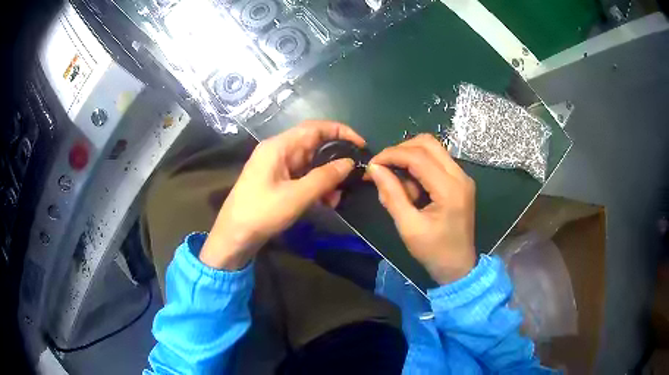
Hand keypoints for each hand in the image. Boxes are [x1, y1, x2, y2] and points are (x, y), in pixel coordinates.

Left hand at [199, 120, 365, 269]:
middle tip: (353, 174)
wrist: (234, 236)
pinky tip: (327, 202)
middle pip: (314, 144)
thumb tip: (349, 163)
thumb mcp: (297, 196)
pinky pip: (303, 176)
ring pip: (311, 163)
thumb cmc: (261, 213)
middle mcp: (279, 151)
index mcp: (279, 146)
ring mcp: (278, 166)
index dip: (340, 131)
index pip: (315, 128)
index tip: (360, 145)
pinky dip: (317, 186)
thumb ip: (325, 177)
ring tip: (338, 196)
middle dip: (335, 158)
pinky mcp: (278, 181)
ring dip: (327, 177)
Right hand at [367, 134, 475, 284]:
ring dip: (410, 158)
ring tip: (399, 184)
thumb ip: (391, 194)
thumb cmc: (433, 251)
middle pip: (428, 143)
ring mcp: (462, 177)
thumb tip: (374, 168)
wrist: (458, 267)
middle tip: (384, 167)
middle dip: (401, 150)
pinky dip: (420, 167)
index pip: (418, 156)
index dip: (391, 155)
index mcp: (450, 189)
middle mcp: (460, 176)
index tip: (372, 164)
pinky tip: (412, 189)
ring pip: (433, 149)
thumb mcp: (408, 227)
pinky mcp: (460, 181)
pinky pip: (437, 162)